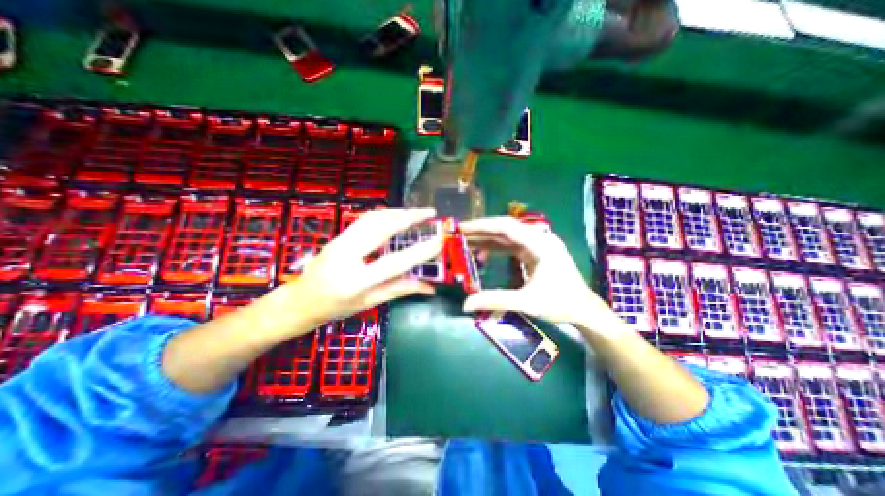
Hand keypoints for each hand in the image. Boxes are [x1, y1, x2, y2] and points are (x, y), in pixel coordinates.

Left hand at [264, 207, 440, 328]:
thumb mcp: (370, 303)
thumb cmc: (336, 307)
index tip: (439, 240)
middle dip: (408, 217)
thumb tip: (430, 287)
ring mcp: (340, 241)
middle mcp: (347, 255)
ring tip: (417, 213)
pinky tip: (396, 215)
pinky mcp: (339, 235)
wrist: (301, 300)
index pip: (394, 262)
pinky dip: (385, 214)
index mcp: (356, 281)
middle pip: (381, 228)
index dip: (420, 251)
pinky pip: (365, 219)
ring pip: (372, 218)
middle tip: (430, 213)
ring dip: (398, 212)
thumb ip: (400, 290)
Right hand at [460, 217, 624, 335]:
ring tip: (464, 242)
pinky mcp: (535, 252)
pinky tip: (481, 252)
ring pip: (506, 236)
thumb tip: (466, 304)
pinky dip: (495, 247)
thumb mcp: (527, 302)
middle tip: (458, 234)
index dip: (482, 226)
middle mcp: (539, 238)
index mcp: (540, 244)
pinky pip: (511, 245)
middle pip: (504, 228)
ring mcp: (537, 244)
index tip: (461, 228)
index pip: (506, 227)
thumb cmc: (561, 303)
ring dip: (486, 238)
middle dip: (480, 230)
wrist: (584, 309)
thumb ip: (496, 300)